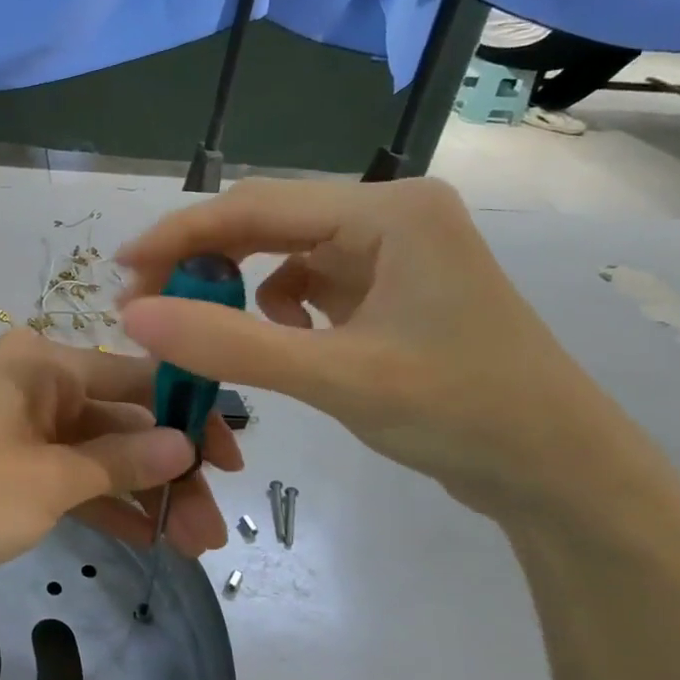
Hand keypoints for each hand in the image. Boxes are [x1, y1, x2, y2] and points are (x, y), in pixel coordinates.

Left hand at [0, 330, 239, 602]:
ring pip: (99, 455)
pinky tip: (150, 539)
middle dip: (167, 472)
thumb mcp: (48, 480)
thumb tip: (185, 444)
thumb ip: (119, 462)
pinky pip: (70, 478)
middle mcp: (36, 384)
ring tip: (195, 544)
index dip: (188, 416)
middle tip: (212, 526)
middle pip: (120, 422)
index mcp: (43, 363)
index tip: (232, 461)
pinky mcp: (8, 468)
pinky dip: (104, 505)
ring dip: (142, 496)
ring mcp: (22, 428)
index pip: (136, 378)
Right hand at [117, 178, 652, 521]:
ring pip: (281, 251)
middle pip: (267, 221)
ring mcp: (391, 250)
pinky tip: (277, 338)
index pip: (257, 206)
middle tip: (142, 303)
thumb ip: (229, 344)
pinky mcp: (388, 286)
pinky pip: (306, 280)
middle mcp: (389, 214)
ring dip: (232, 283)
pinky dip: (273, 305)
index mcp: (389, 211)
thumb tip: (133, 316)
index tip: (120, 269)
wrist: (558, 473)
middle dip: (200, 260)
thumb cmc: (461, 415)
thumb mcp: (335, 378)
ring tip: (194, 321)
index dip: (180, 235)